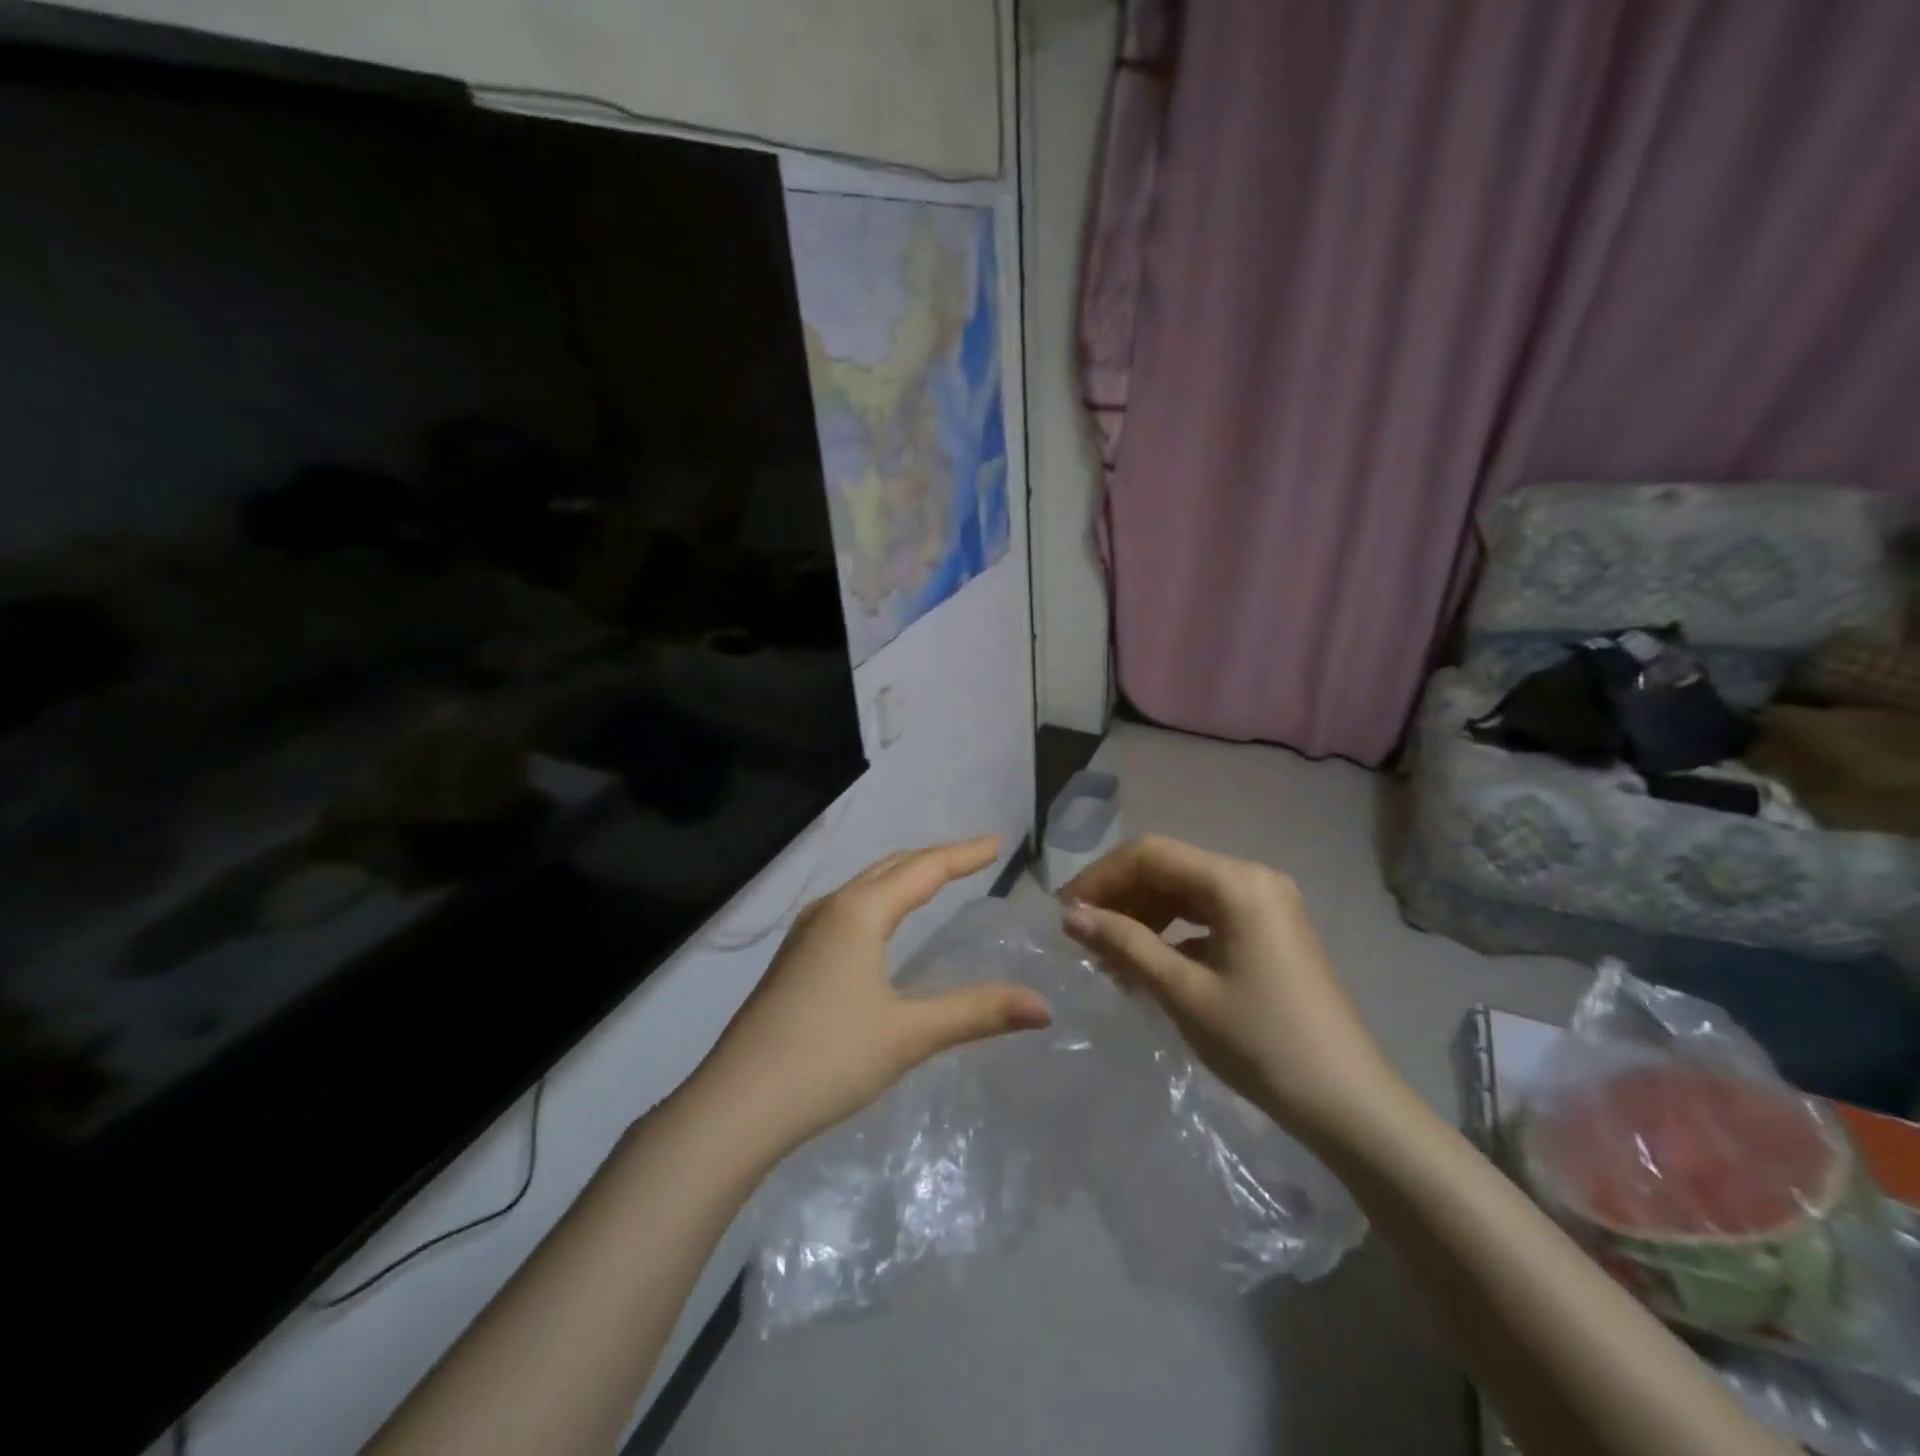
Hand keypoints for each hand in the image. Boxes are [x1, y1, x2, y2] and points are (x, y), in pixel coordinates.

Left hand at [693, 838, 1052, 1158]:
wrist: (736, 1104)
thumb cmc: (828, 1058)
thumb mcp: (909, 1034)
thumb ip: (977, 1012)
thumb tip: (1044, 1007)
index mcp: (860, 912)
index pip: (924, 869)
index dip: (964, 854)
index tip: (997, 842)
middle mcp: (831, 910)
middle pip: (892, 867)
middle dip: (934, 858)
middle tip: (973, 857)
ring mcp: (806, 934)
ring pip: (865, 887)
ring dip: (904, 876)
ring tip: (935, 880)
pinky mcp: (795, 960)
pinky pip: (848, 909)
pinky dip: (880, 900)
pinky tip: (883, 925)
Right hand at [1061, 835, 1401, 1146]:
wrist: (1348, 1104)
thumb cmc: (1261, 1044)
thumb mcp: (1183, 992)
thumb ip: (1124, 944)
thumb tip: (1071, 916)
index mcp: (1237, 882)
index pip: (1151, 854)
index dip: (1101, 877)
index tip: (1066, 914)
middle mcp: (1254, 878)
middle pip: (1169, 868)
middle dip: (1120, 897)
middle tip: (1083, 937)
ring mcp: (1267, 904)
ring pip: (1186, 892)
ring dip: (1143, 915)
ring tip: (1110, 956)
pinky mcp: (1270, 931)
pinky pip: (1208, 915)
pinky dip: (1173, 932)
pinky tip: (1149, 964)